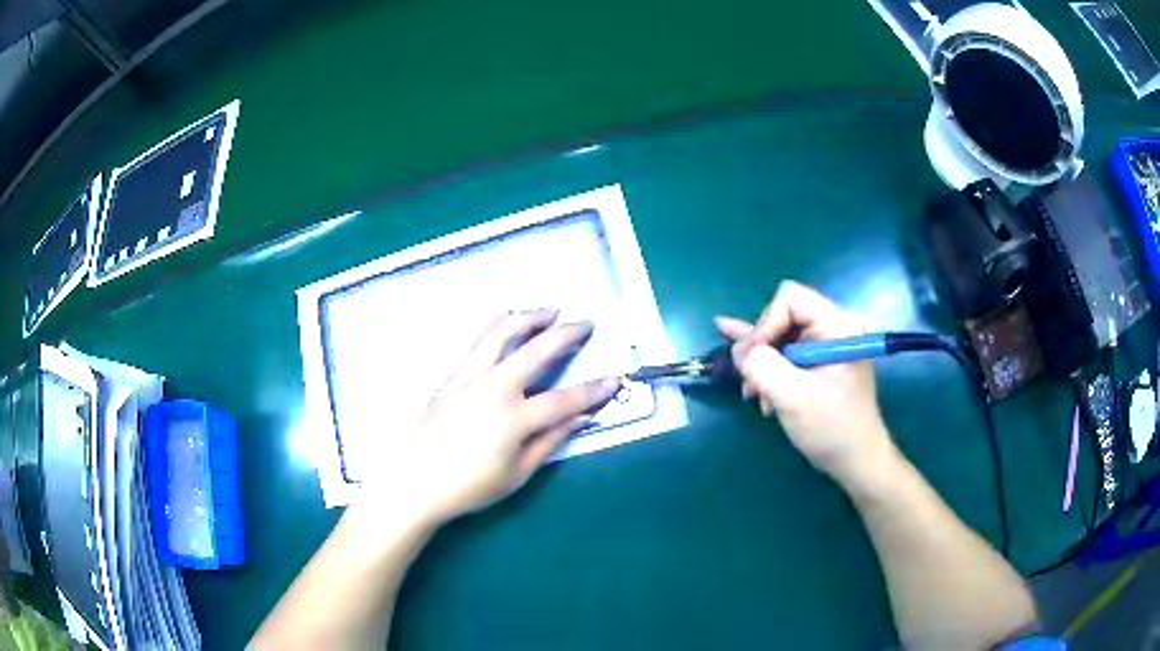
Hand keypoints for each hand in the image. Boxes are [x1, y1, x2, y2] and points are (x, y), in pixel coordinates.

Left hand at [364, 310, 621, 523]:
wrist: (414, 481)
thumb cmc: (467, 486)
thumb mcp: (516, 474)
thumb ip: (550, 441)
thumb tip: (581, 419)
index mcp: (514, 419)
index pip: (564, 400)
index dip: (593, 391)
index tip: (614, 380)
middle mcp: (493, 388)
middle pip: (536, 351)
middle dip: (566, 334)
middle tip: (585, 323)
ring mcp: (468, 377)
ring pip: (501, 334)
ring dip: (529, 317)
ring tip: (548, 310)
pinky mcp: (451, 375)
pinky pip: (476, 341)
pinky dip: (495, 324)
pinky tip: (505, 319)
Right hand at [715, 281, 895, 486]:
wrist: (856, 461)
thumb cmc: (832, 428)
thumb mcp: (792, 397)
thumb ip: (761, 365)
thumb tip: (738, 347)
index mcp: (838, 324)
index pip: (790, 299)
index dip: (765, 324)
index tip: (753, 359)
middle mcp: (835, 326)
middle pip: (783, 316)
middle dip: (761, 348)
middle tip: (749, 381)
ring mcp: (828, 345)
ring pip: (781, 337)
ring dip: (763, 365)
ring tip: (754, 395)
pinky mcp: (821, 362)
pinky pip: (788, 353)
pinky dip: (771, 371)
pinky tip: (756, 389)